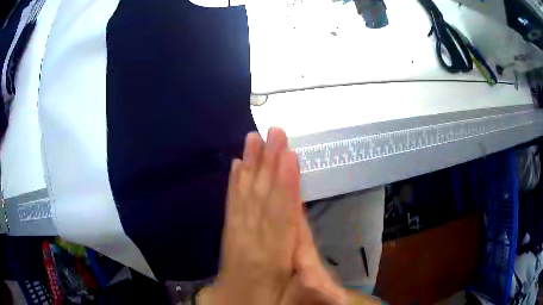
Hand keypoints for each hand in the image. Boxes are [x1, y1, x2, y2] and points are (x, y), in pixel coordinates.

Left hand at [210, 128, 300, 304]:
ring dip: (250, 165)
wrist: (238, 299)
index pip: (281, 216)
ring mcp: (236, 232)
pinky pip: (230, 204)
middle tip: (274, 133)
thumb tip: (307, 223)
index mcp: (272, 256)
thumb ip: (302, 260)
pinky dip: (233, 183)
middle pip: (261, 197)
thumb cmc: (271, 295)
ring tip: (252, 139)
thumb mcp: (292, 284)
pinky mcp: (228, 229)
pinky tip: (236, 164)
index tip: (290, 156)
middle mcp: (251, 239)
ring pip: (244, 195)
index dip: (286, 185)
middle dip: (268, 163)